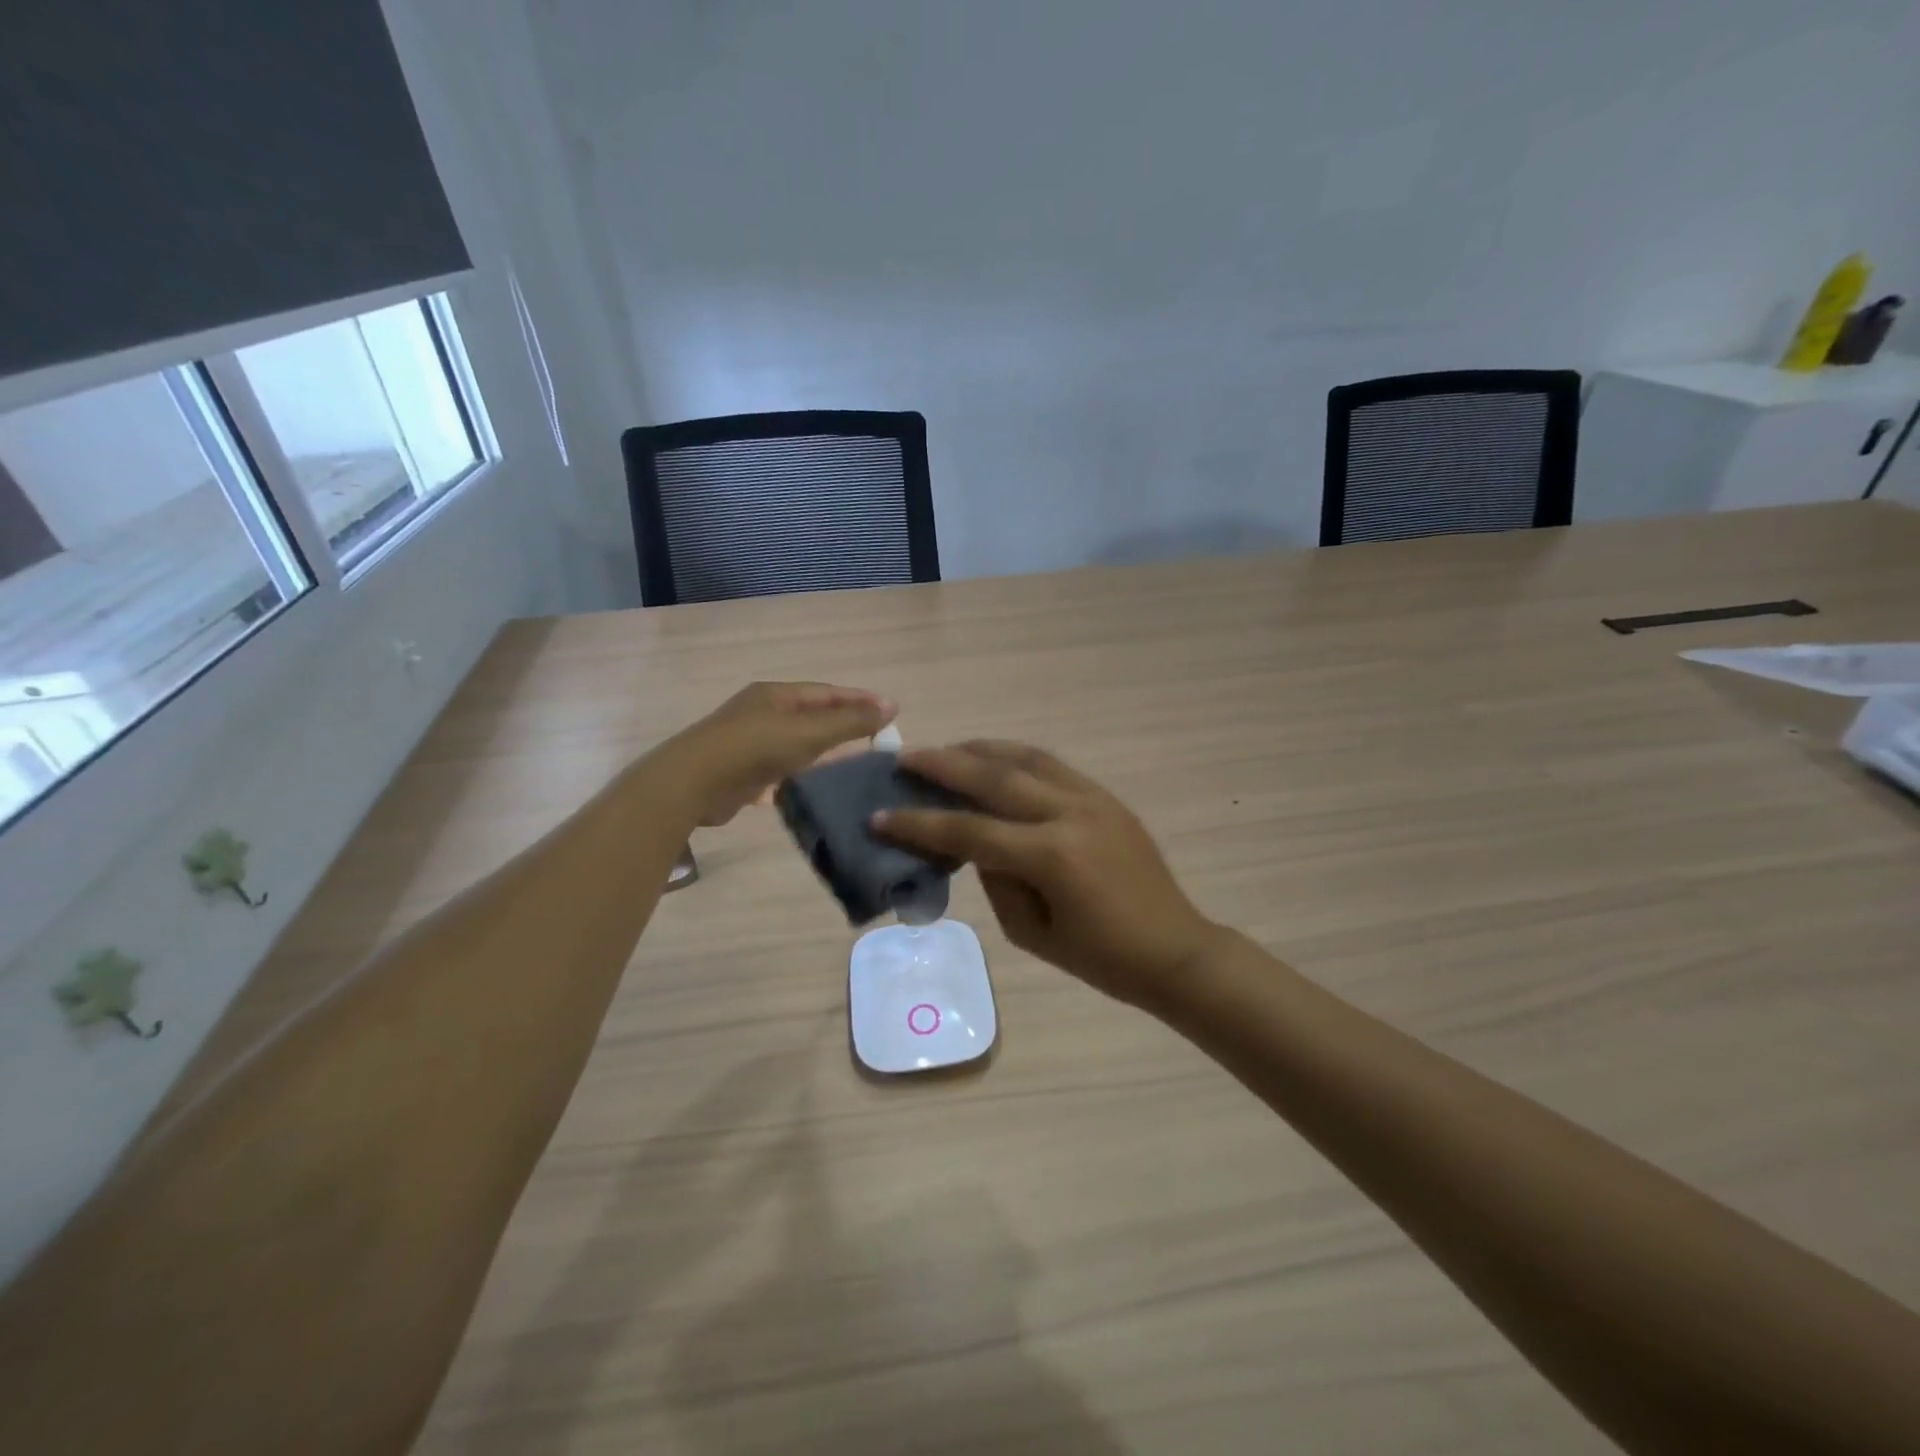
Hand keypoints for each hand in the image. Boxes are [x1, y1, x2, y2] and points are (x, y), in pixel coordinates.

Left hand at [664, 682, 894, 826]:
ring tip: (861, 763)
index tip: (893, 711)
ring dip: (829, 751)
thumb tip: (892, 706)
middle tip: (881, 739)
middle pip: (815, 716)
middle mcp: (764, 713)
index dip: (861, 700)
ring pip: (801, 744)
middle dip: (847, 725)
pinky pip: (787, 768)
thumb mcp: (809, 732)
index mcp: (776, 695)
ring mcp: (753, 743)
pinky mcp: (746, 773)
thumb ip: (851, 722)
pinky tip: (827, 785)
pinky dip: (808, 773)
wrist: (693, 785)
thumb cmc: (754, 748)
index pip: (828, 692)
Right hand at [875, 741, 1225, 1008]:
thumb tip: (976, 841)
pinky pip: (1051, 766)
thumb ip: (996, 879)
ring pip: (1026, 758)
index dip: (920, 824)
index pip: (971, 831)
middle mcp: (1070, 813)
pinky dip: (1015, 758)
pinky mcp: (1105, 796)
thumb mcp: (1031, 933)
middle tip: (905, 758)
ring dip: (980, 750)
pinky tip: (994, 761)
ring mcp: (1092, 798)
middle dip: (944, 765)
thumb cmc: (1101, 958)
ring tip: (946, 751)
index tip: (880, 816)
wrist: (1174, 949)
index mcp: (1052, 856)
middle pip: (995, 778)